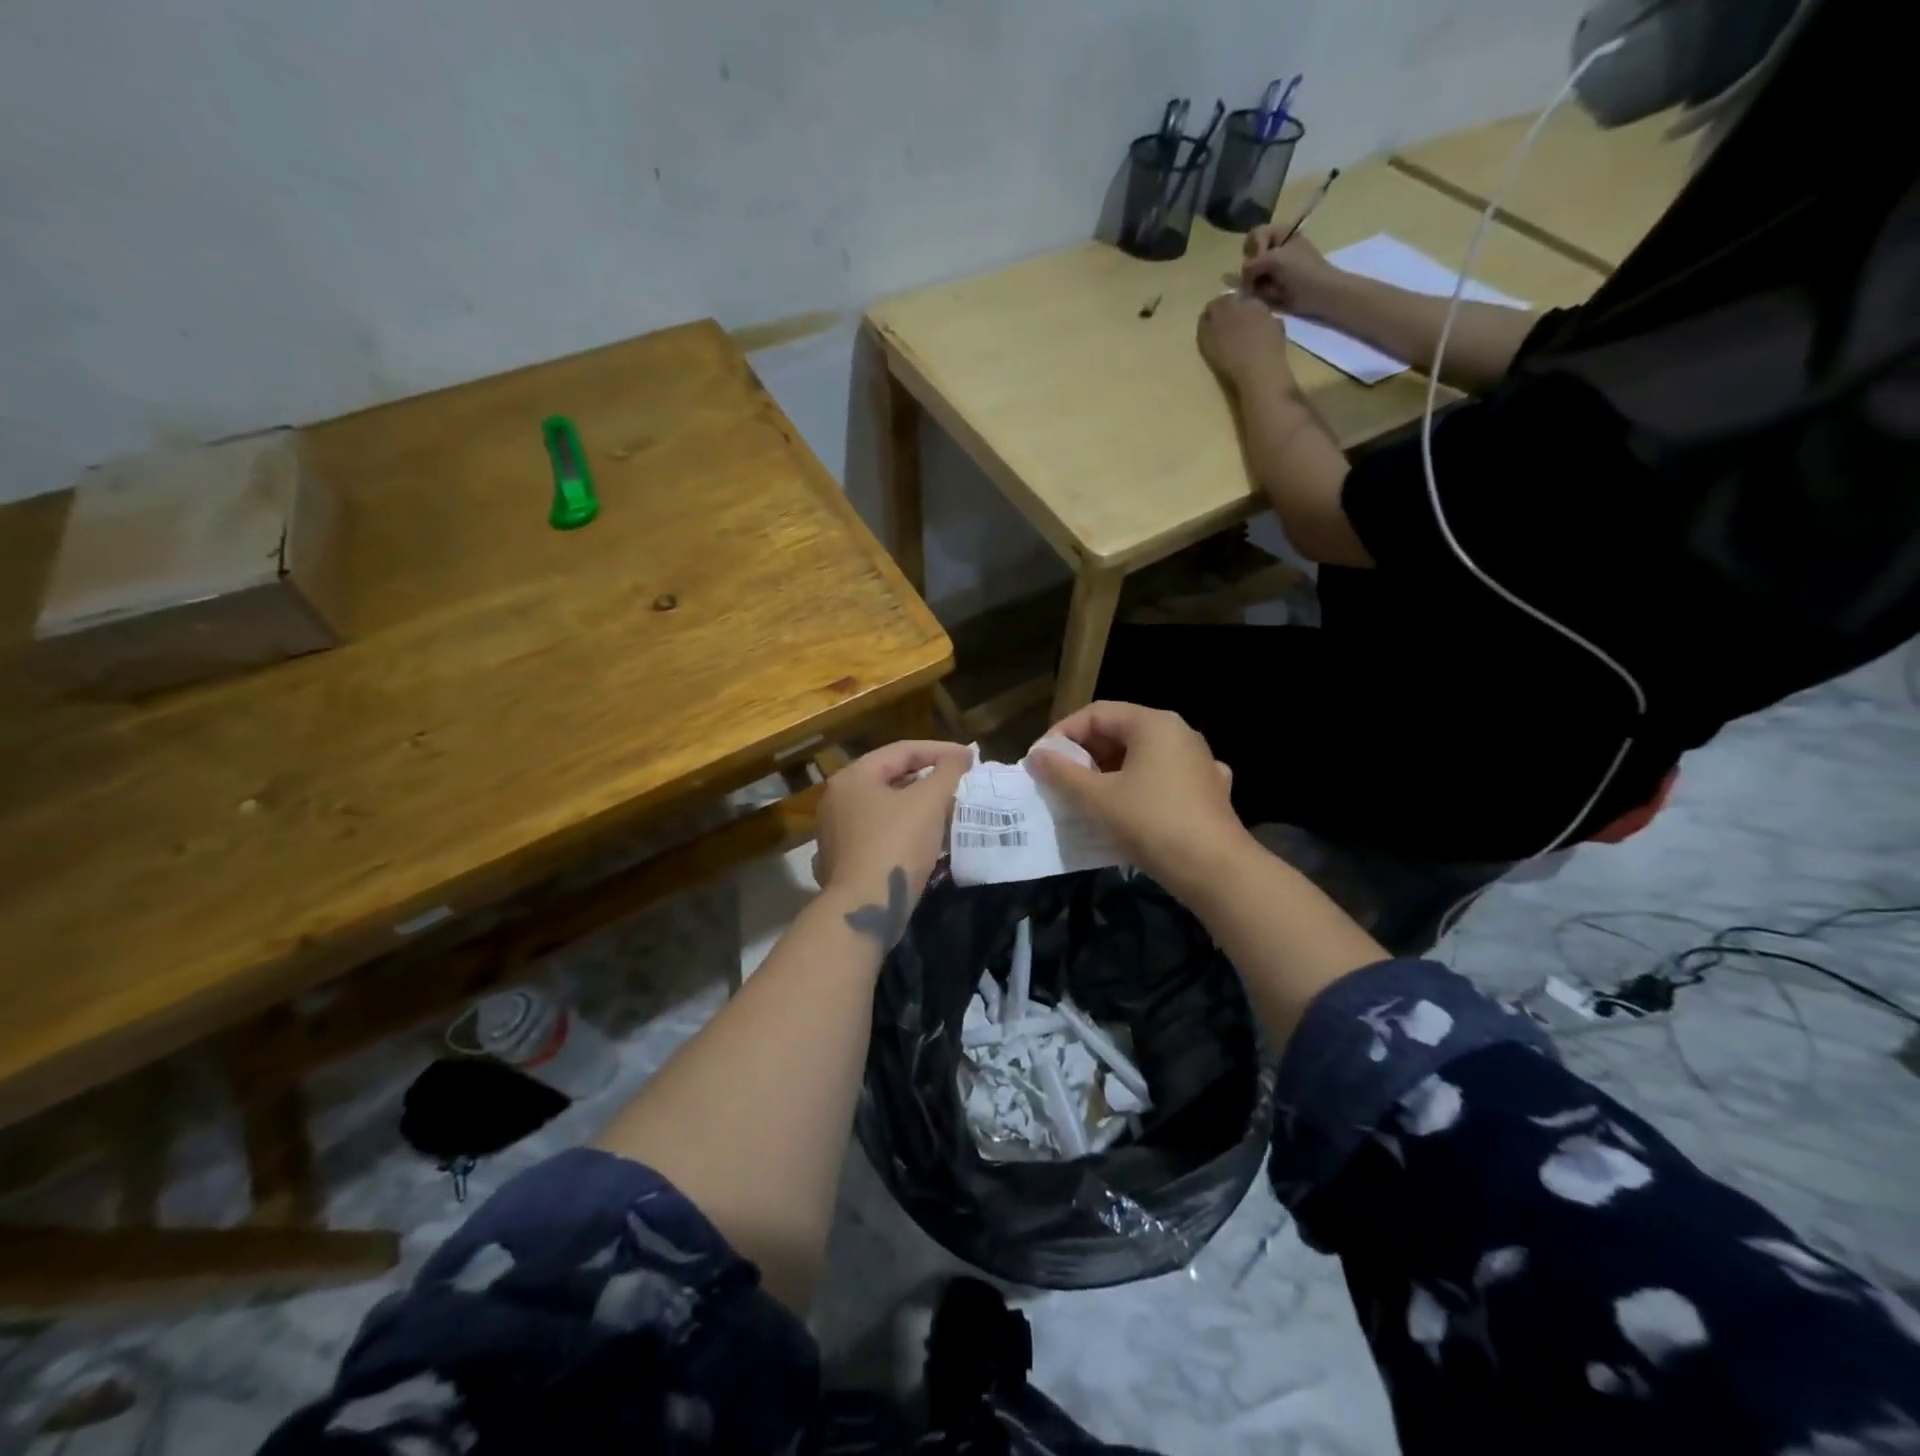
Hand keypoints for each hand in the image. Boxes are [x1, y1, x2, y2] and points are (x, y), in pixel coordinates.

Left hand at [812, 740, 971, 909]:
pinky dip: (903, 830)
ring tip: (949, 809)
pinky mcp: (842, 860)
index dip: (941, 750)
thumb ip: (948, 771)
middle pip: (891, 777)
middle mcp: (837, 799)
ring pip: (885, 807)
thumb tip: (960, 756)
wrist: (864, 908)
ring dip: (918, 806)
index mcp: (853, 777)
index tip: (971, 759)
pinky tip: (925, 840)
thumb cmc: (896, 845)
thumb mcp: (929, 801)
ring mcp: (835, 832)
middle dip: (929, 779)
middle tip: (960, 783)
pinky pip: (878, 833)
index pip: (902, 750)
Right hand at [1027, 703, 1254, 894]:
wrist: (1216, 871)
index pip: (1096, 713)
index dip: (1063, 734)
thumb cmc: (1152, 824)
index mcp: (1153, 724)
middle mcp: (1180, 733)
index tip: (1042, 761)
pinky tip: (1130, 809)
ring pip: (1142, 756)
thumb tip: (1036, 755)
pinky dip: (1140, 788)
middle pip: (1121, 731)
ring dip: (1110, 772)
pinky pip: (1163, 778)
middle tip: (1060, 781)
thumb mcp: (1098, 798)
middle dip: (1086, 754)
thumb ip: (1062, 773)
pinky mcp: (1209, 790)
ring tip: (1086, 797)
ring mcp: (1199, 761)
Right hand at [1197, 295, 1292, 386]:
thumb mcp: (1206, 342)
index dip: (1212, 315)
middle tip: (1227, 333)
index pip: (1215, 303)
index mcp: (1226, 304)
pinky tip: (1257, 346)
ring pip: (1253, 312)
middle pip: (1236, 304)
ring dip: (1248, 322)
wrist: (1260, 369)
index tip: (1209, 328)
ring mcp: (1265, 311)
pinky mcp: (1278, 325)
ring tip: (1243, 341)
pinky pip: (1266, 324)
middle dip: (1231, 315)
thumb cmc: (1228, 357)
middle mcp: (1247, 301)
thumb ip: (1205, 325)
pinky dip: (1261, 331)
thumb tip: (1207, 316)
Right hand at [1242, 230, 1338, 317]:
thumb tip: (1241, 278)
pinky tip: (1275, 296)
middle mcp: (1274, 249)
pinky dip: (1264, 294)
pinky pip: (1258, 290)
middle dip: (1256, 270)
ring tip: (1274, 289)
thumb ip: (1252, 264)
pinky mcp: (1273, 287)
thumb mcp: (1276, 260)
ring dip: (1260, 284)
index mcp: (1280, 234)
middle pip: (1250, 258)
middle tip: (1266, 276)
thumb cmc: (1303, 270)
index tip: (1262, 257)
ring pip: (1252, 277)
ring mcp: (1273, 269)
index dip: (1254, 248)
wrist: (1320, 294)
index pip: (1254, 236)